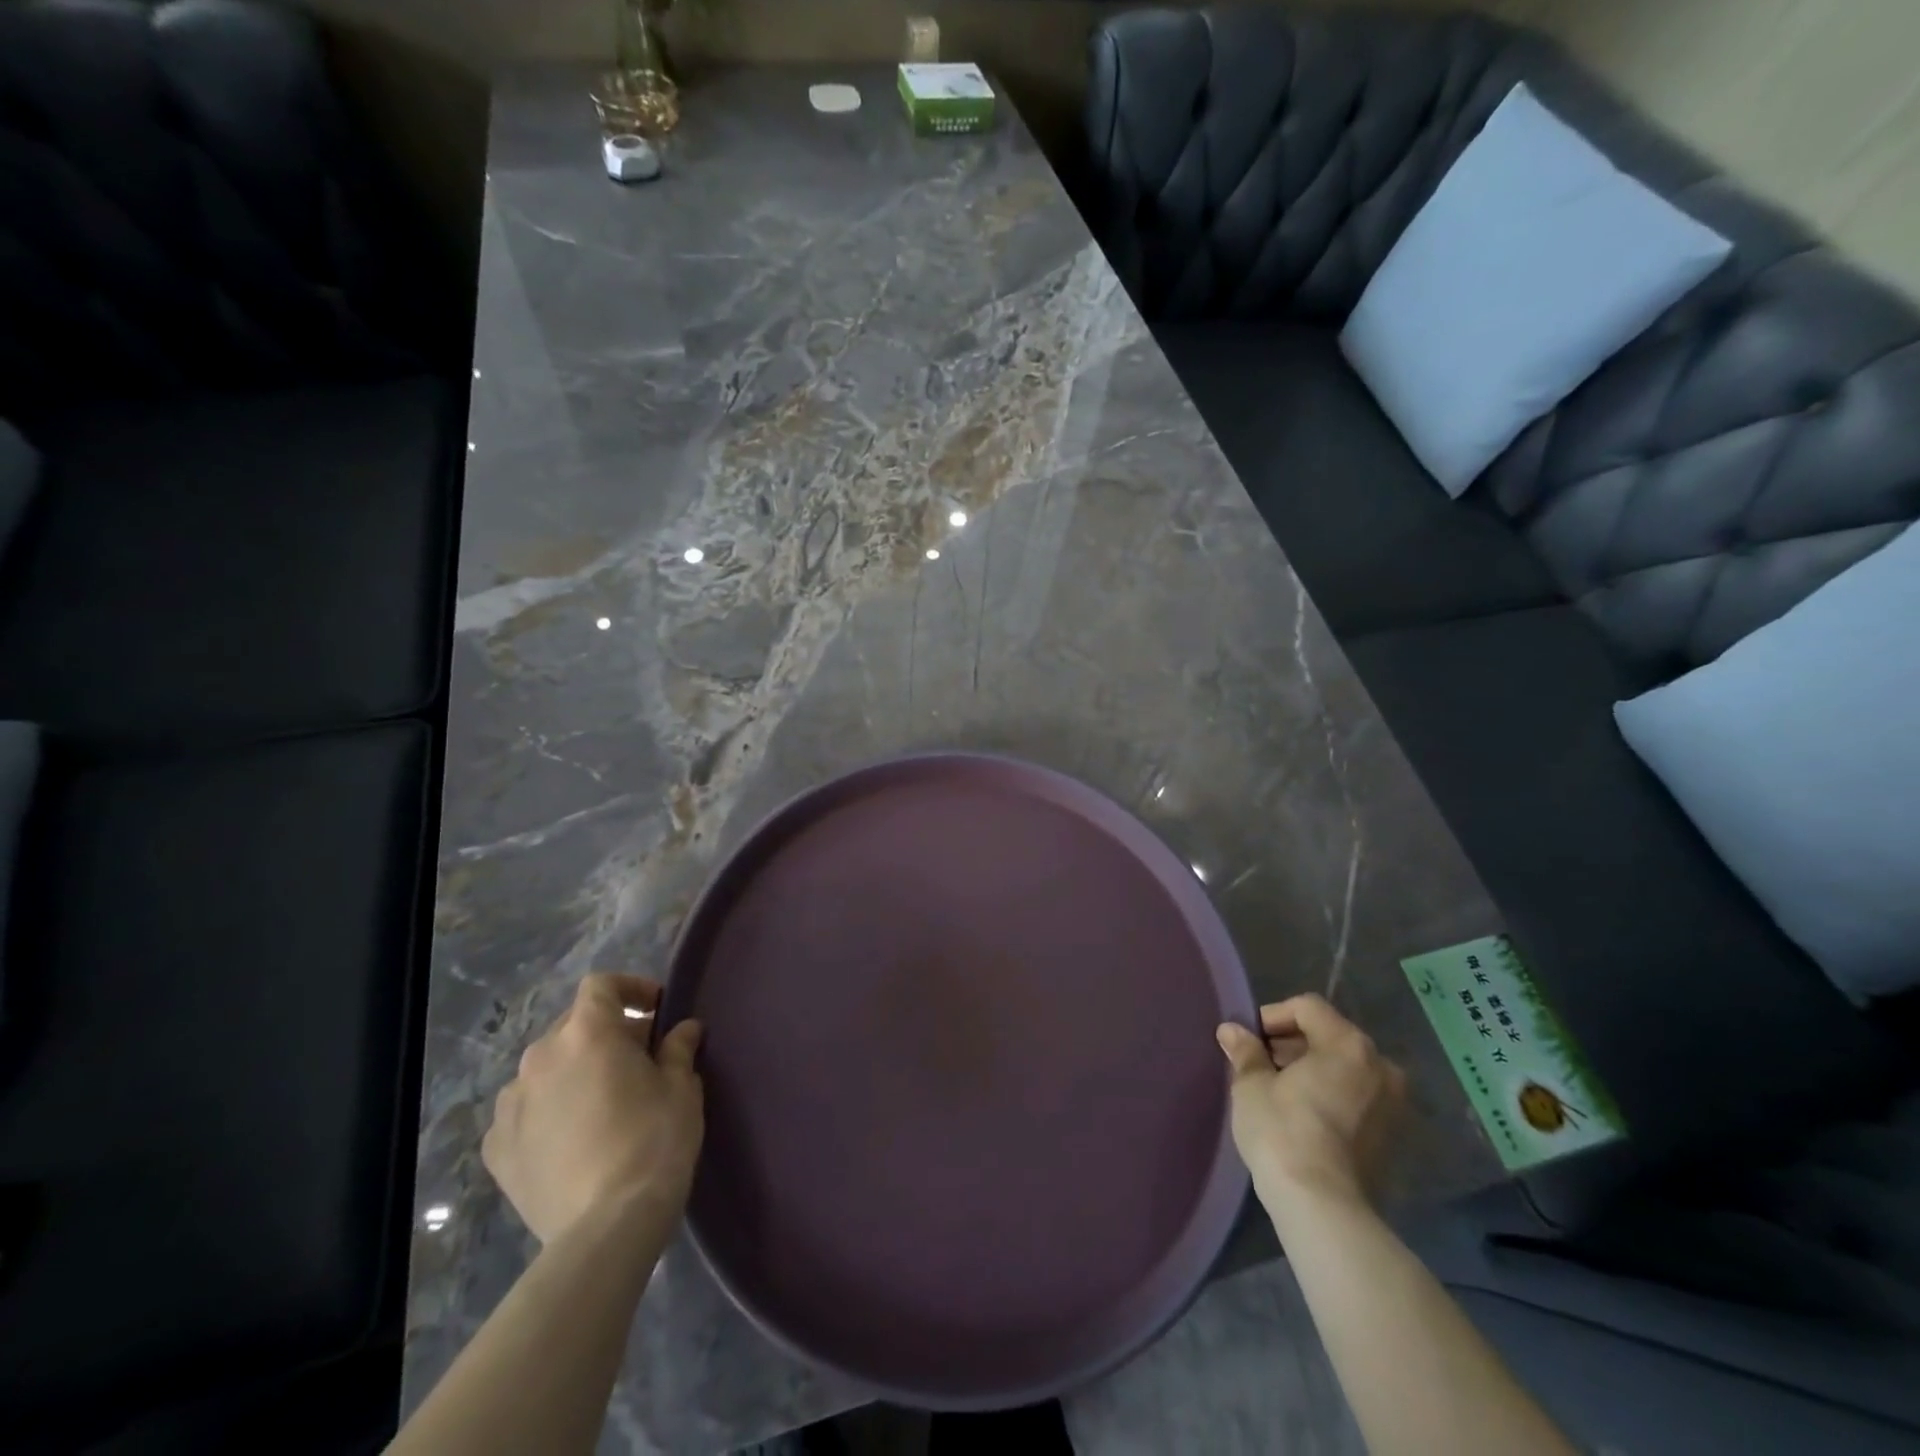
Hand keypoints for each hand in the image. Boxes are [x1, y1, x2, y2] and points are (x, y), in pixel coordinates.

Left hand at [483, 973, 703, 1244]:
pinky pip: (524, 1111)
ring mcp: (511, 1104)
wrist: (607, 1227)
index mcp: (587, 1033)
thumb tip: (684, 1029)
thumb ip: (678, 1048)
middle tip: (637, 1059)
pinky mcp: (496, 1148)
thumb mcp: (682, 1087)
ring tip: (600, 1101)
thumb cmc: (654, 1140)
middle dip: (605, 1033)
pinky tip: (570, 1137)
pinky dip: (546, 1111)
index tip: (656, 1010)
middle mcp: (540, 1057)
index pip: (601, 985)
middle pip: (573, 1025)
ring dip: (573, 1071)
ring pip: (546, 1068)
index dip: (630, 989)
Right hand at [1216, 994, 1405, 1210]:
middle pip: (1330, 1035)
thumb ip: (1245, 1051)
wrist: (1324, 1207)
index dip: (1273, 1016)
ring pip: (1345, 1068)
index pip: (1307, 1008)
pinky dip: (1332, 1095)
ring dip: (1313, 1070)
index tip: (1250, 1040)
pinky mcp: (1393, 1136)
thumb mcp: (1251, 1086)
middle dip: (1293, 1044)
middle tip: (1261, 1064)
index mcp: (1347, 1043)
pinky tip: (1304, 1115)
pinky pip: (1358, 1097)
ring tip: (1280, 1090)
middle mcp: (1380, 1065)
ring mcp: (1393, 1103)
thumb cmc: (1283, 1131)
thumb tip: (1232, 1031)